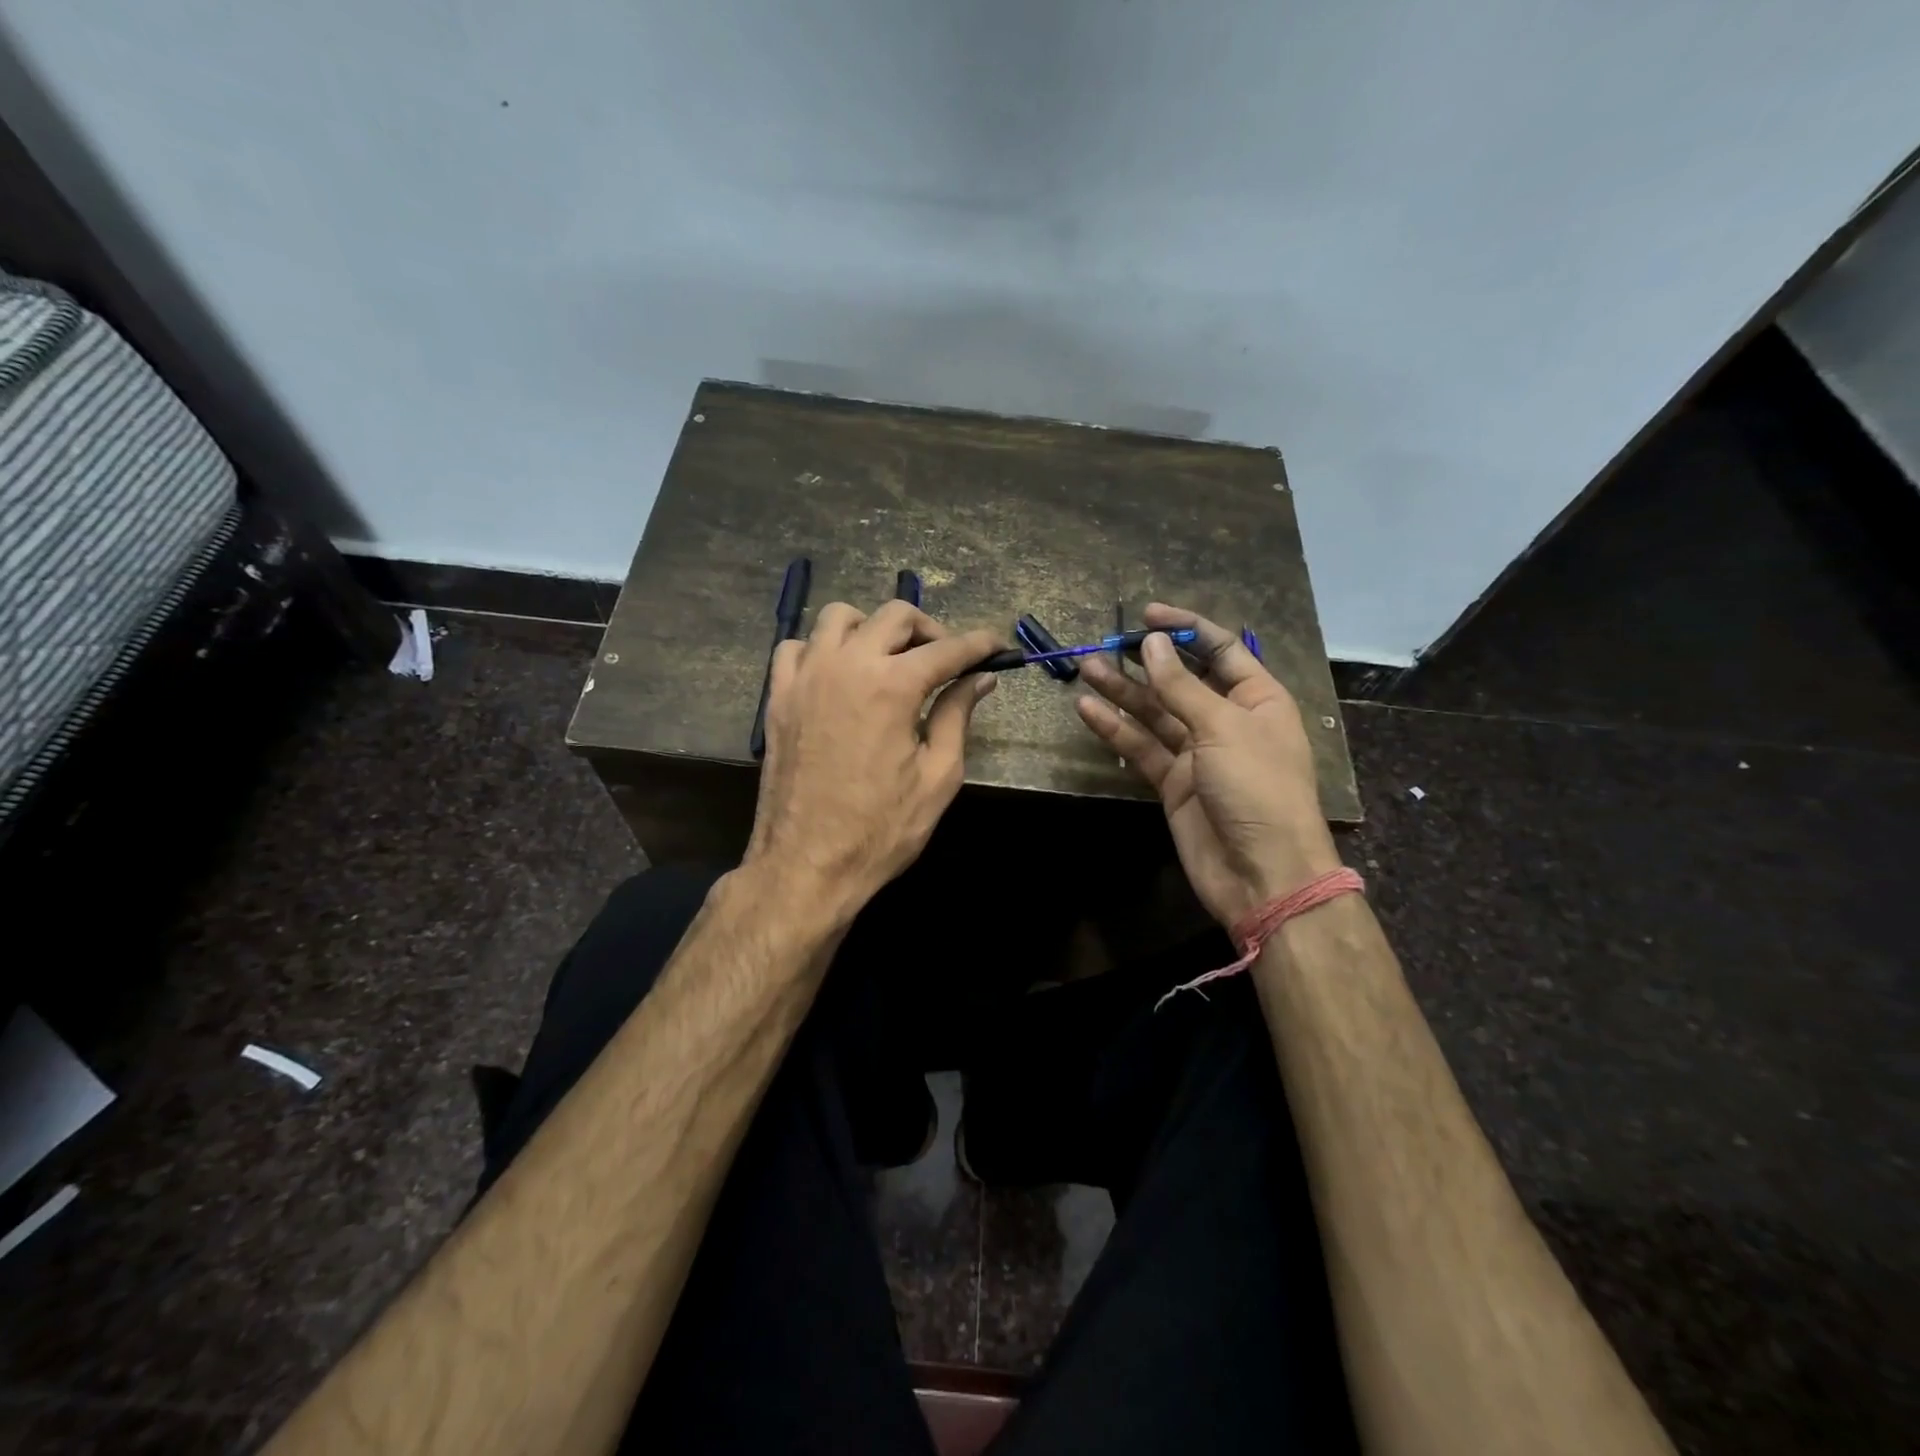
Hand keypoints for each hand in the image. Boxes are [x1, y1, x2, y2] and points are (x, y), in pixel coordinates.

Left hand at [746, 599, 1001, 921]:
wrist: (806, 865)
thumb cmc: (880, 829)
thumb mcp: (937, 777)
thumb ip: (958, 716)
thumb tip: (979, 678)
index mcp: (892, 685)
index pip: (947, 648)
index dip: (980, 644)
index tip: (998, 646)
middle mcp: (847, 665)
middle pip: (894, 615)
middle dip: (930, 629)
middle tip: (945, 660)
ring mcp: (805, 676)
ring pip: (840, 617)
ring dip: (873, 628)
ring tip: (889, 660)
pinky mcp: (778, 696)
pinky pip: (797, 647)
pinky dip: (823, 648)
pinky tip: (838, 675)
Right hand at [1075, 604, 1340, 927]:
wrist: (1261, 873)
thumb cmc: (1258, 788)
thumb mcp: (1223, 728)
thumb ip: (1182, 686)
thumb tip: (1153, 644)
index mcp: (1258, 699)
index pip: (1220, 650)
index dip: (1186, 628)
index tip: (1147, 615)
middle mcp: (1227, 721)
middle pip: (1181, 680)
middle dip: (1146, 661)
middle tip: (1106, 643)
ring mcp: (1198, 753)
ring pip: (1155, 713)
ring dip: (1122, 692)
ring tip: (1086, 668)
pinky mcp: (1173, 782)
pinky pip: (1142, 747)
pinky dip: (1116, 730)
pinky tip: (1088, 710)